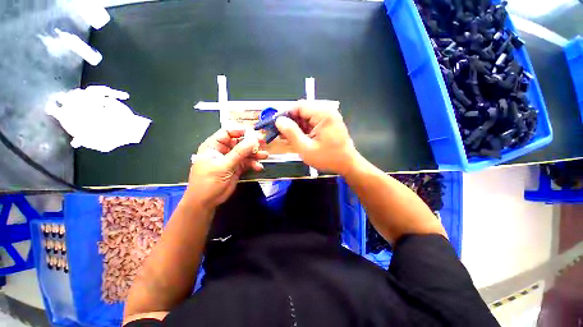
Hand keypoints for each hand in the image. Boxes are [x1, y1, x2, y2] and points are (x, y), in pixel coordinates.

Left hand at [184, 129, 268, 208]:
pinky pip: (247, 163)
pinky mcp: (237, 168)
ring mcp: (231, 160)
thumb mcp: (223, 165)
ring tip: (265, 155)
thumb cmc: (209, 181)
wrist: (206, 202)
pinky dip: (254, 164)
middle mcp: (223, 150)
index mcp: (214, 146)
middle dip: (251, 143)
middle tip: (263, 142)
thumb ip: (239, 152)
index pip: (227, 132)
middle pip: (239, 142)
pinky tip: (259, 167)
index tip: (253, 132)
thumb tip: (253, 139)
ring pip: (245, 153)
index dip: (240, 131)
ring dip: (255, 154)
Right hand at [275, 101, 358, 174]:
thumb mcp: (306, 148)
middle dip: (291, 121)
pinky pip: (312, 122)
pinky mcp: (329, 123)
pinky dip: (304, 129)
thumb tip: (279, 121)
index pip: (299, 106)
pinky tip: (298, 138)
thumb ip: (291, 133)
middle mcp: (327, 111)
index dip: (286, 114)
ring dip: (296, 126)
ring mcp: (329, 117)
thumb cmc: (327, 158)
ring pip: (306, 117)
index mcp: (323, 114)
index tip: (276, 125)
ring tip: (287, 138)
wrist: (347, 165)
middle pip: (303, 110)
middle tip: (281, 134)